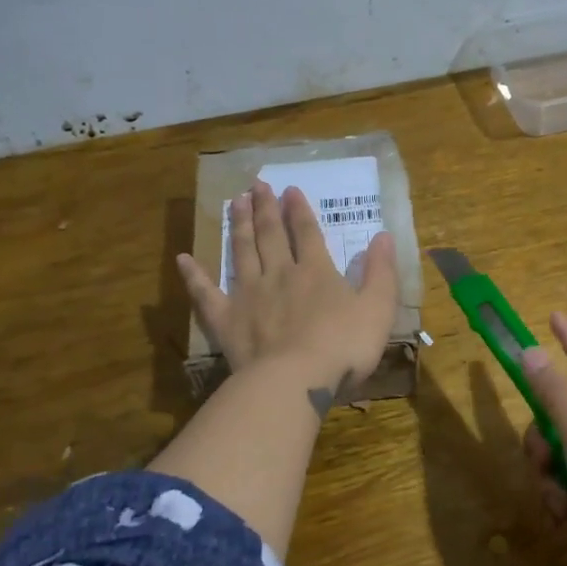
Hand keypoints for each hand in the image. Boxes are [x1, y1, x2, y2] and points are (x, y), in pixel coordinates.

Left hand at [177, 180, 398, 410]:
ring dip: (238, 226)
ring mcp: (249, 295)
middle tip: (256, 186)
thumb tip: (383, 236)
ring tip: (233, 202)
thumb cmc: (343, 346)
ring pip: (242, 252)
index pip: (307, 233)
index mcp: (316, 272)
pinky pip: (205, 293)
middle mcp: (279, 275)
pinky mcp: (226, 319)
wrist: (297, 380)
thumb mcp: (378, 308)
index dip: (299, 210)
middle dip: (265, 209)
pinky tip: (183, 259)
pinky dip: (193, 275)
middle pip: (271, 236)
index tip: (289, 189)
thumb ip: (381, 272)